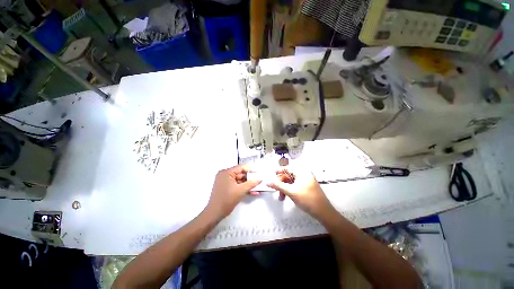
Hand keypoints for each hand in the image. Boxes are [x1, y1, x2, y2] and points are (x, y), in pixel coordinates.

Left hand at [207, 165, 260, 218]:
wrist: (215, 214)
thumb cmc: (226, 200)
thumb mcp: (241, 191)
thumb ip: (251, 183)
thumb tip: (260, 179)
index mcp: (226, 172)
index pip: (241, 167)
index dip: (251, 170)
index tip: (259, 174)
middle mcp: (225, 175)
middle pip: (241, 174)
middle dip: (250, 179)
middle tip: (259, 182)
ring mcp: (225, 181)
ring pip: (240, 181)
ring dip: (248, 185)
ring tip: (258, 188)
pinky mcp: (227, 187)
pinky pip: (237, 185)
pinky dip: (244, 188)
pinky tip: (252, 192)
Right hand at [267, 168, 334, 220]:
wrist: (324, 212)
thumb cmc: (307, 199)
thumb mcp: (291, 192)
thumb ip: (278, 185)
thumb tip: (267, 181)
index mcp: (302, 172)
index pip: (287, 168)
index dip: (279, 171)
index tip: (272, 175)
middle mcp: (304, 174)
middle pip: (288, 175)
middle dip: (281, 183)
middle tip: (275, 190)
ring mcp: (305, 181)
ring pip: (291, 182)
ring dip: (284, 188)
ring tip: (281, 197)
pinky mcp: (306, 187)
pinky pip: (295, 186)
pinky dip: (289, 190)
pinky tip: (286, 197)